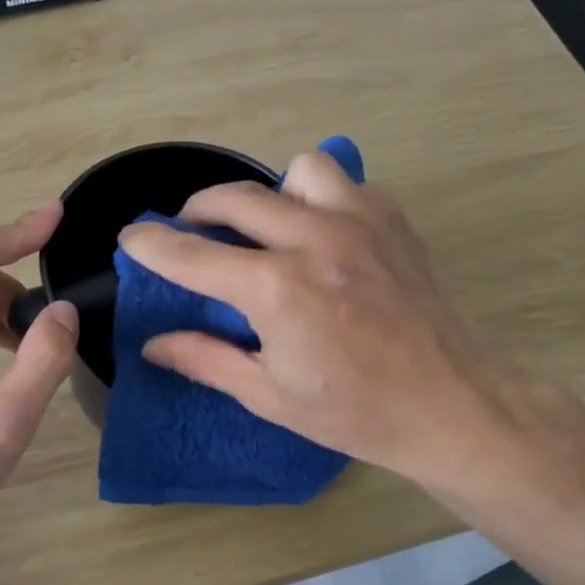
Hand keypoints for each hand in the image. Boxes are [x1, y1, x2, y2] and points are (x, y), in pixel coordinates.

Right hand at [118, 152, 538, 490]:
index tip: (130, 237)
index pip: (192, 254)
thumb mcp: (270, 395)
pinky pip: (342, 183)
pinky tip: (319, 235)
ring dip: (269, 195)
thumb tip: (154, 344)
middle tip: (190, 232)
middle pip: (234, 198)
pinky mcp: (393, 220)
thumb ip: (206, 359)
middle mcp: (313, 239)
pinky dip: (317, 198)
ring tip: (268, 230)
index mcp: (276, 289)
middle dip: (197, 210)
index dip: (151, 244)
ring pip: (295, 172)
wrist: (454, 405)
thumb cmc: (357, 412)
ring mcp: (359, 221)